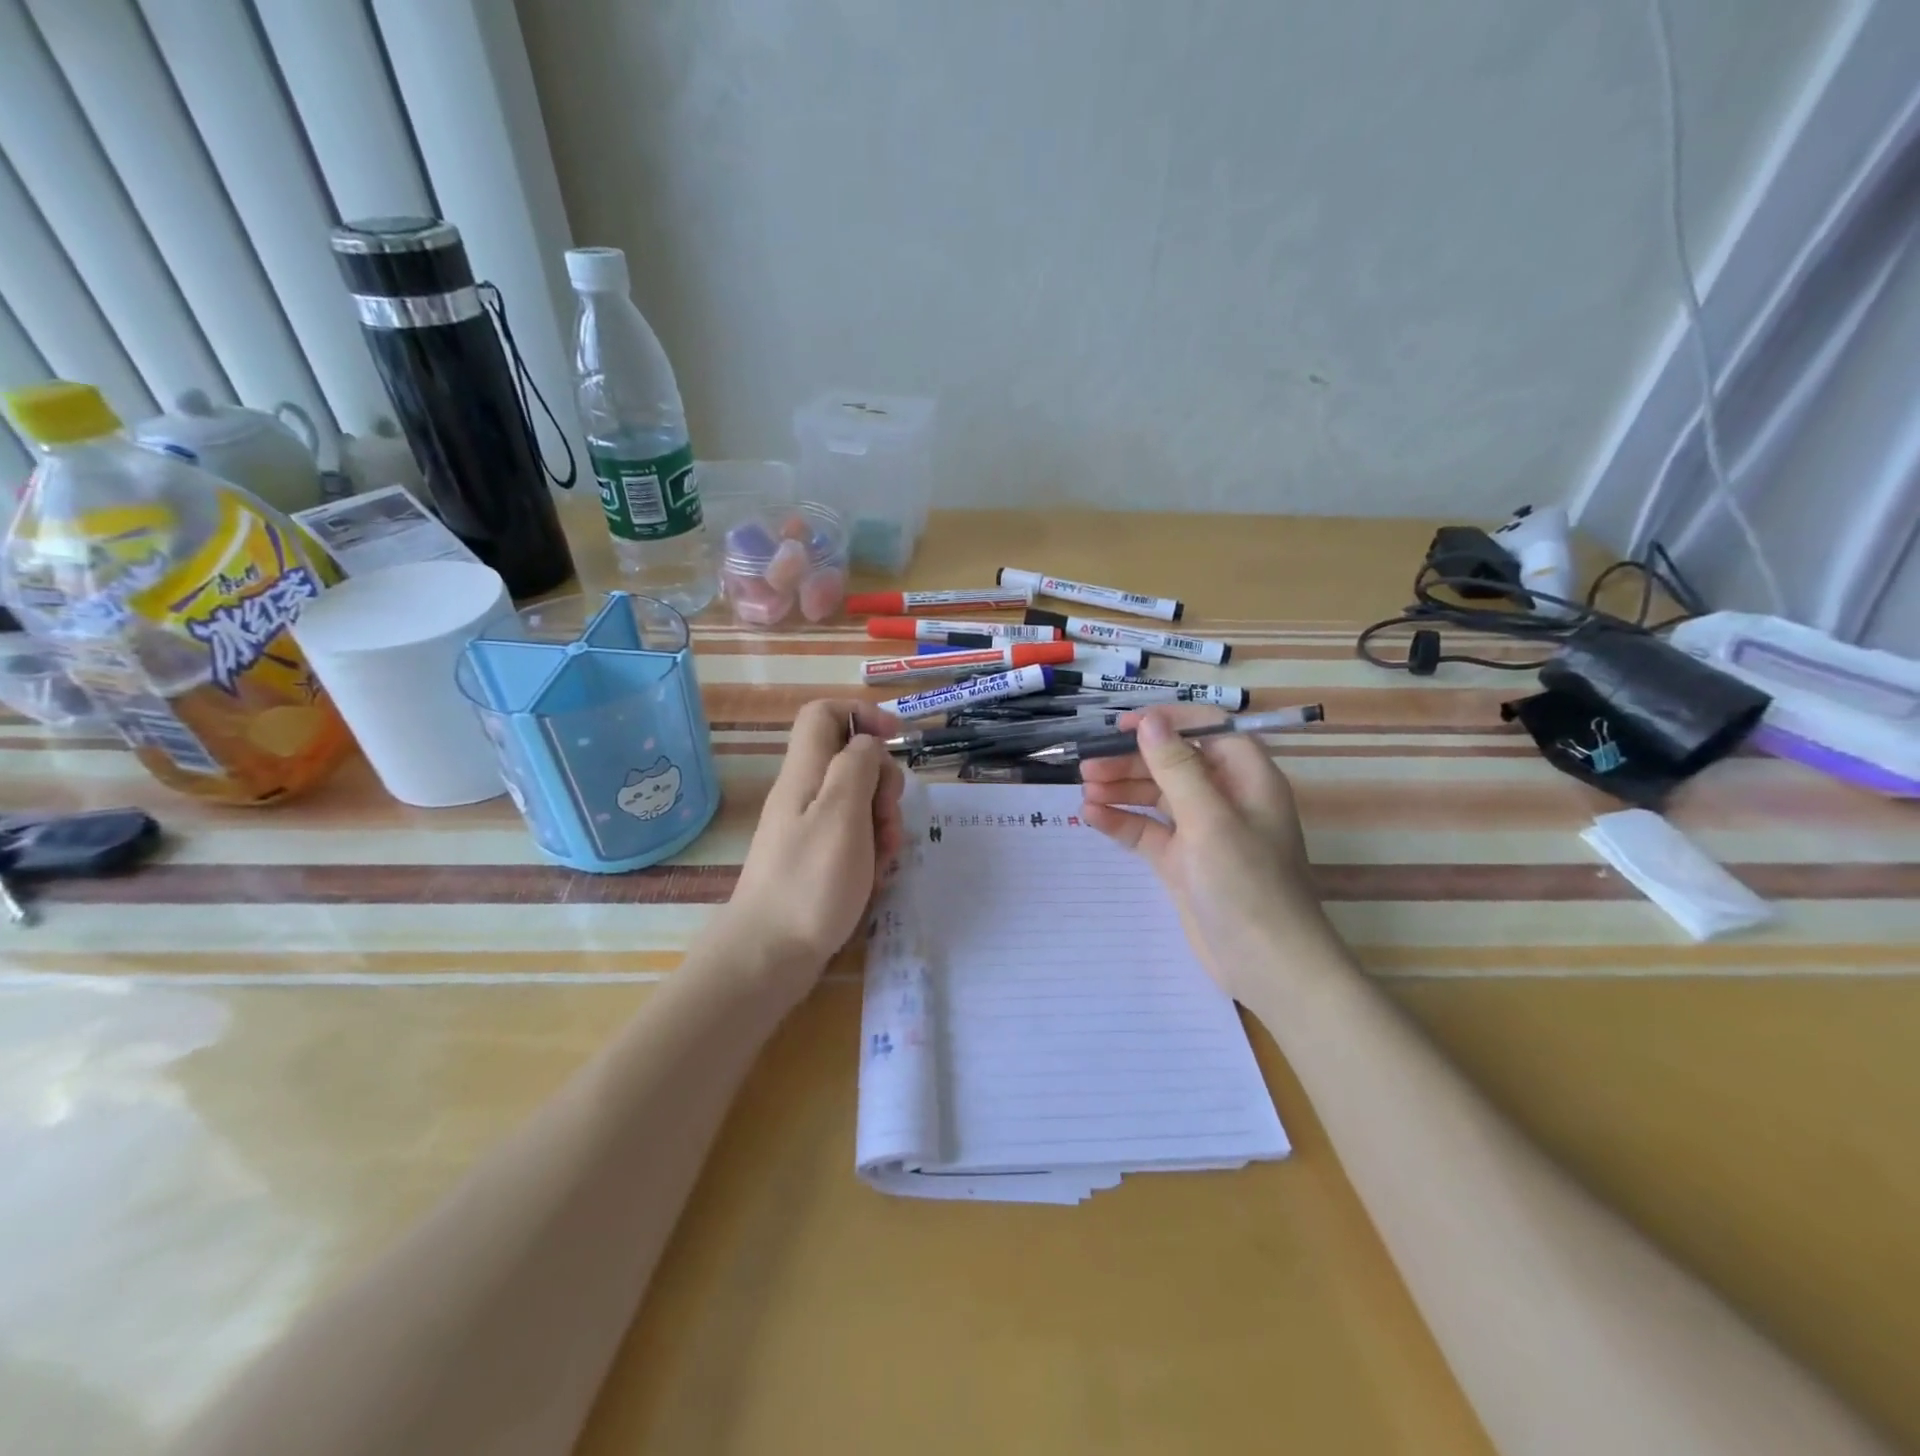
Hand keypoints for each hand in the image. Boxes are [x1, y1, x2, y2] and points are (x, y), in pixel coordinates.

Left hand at [719, 700, 904, 999]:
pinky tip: (875, 877)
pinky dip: (870, 849)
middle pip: (851, 760)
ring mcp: (808, 827)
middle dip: (883, 783)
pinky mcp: (815, 859)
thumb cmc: (811, 881)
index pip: (825, 714)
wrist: (768, 954)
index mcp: (806, 772)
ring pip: (858, 801)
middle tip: (888, 818)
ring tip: (884, 858)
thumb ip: (857, 766)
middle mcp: (804, 792)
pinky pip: (852, 836)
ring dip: (882, 821)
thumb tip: (868, 743)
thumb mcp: (842, 813)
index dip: (863, 715)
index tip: (896, 740)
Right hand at [1080, 705, 1339, 1004]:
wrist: (1268, 965)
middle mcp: (1224, 798)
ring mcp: (1202, 832)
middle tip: (1088, 766)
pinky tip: (1092, 817)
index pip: (1206, 730)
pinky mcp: (1183, 862)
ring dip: (1122, 789)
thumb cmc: (1246, 884)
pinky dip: (1122, 822)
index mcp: (1246, 778)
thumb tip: (1149, 721)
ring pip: (1156, 796)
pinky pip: (1148, 831)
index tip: (1123, 727)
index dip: (1166, 723)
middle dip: (1132, 761)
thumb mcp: (1209, 820)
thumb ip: (1177, 767)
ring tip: (1084, 789)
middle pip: (1173, 764)